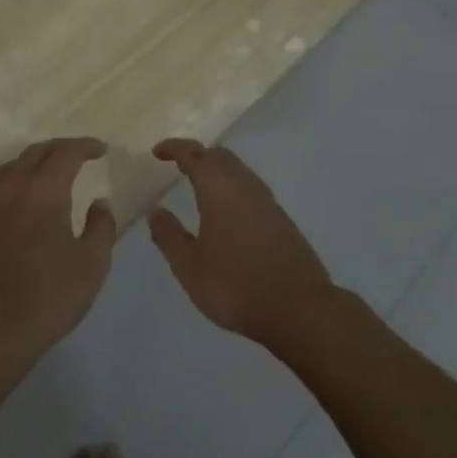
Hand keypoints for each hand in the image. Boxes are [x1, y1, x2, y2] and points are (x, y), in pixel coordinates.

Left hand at [0, 138, 118, 373]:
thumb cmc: (48, 296)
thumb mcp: (92, 264)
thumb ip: (101, 227)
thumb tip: (100, 203)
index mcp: (43, 192)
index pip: (65, 154)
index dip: (85, 147)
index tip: (101, 150)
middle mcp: (11, 189)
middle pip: (34, 153)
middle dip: (59, 149)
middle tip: (79, 155)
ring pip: (10, 168)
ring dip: (32, 162)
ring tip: (48, 172)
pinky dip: (11, 184)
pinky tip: (18, 201)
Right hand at [149, 140, 334, 349]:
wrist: (299, 309)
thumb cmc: (235, 286)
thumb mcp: (189, 266)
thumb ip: (170, 236)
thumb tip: (156, 211)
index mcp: (219, 189)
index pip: (194, 155)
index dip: (174, 148)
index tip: (158, 151)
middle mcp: (245, 186)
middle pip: (220, 156)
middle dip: (197, 155)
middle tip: (178, 165)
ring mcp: (268, 202)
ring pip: (239, 170)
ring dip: (217, 169)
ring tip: (199, 185)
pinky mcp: (282, 220)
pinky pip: (251, 189)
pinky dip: (233, 187)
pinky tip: (227, 210)